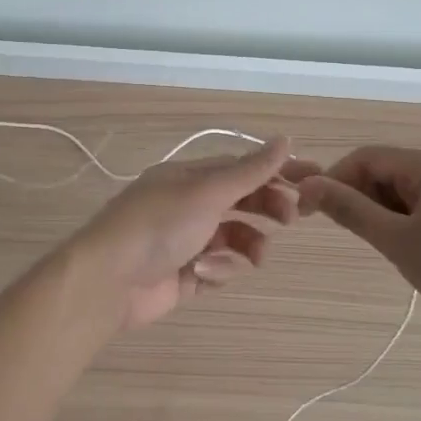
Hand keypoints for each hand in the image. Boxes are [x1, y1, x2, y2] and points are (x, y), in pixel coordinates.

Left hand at [68, 136, 296, 330]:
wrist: (109, 280)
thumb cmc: (159, 225)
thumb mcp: (207, 192)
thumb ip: (249, 171)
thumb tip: (285, 139)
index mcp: (188, 178)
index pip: (240, 168)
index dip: (275, 172)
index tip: (312, 179)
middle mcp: (186, 205)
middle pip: (240, 202)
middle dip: (267, 208)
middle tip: (291, 218)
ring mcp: (184, 242)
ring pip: (233, 239)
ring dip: (247, 246)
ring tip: (254, 257)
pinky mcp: (182, 276)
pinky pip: (216, 269)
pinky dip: (218, 271)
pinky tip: (204, 273)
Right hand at [290, 146, 420, 333]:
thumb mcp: (399, 241)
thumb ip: (351, 211)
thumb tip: (309, 186)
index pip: (365, 158)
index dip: (331, 180)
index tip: (305, 211)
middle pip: (386, 172)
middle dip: (357, 197)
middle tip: (343, 232)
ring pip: (405, 193)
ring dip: (382, 213)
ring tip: (381, 248)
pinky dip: (406, 223)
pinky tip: (410, 252)